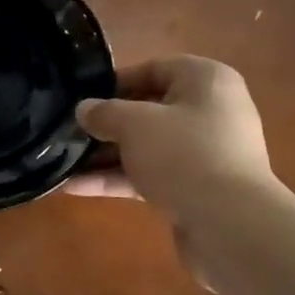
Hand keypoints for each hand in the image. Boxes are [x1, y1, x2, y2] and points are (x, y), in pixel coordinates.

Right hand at [65, 56, 275, 216]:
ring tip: (64, 160)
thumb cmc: (184, 154)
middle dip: (108, 123)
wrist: (230, 226)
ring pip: (147, 147)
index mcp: (206, 81)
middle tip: (69, 130)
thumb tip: (84, 109)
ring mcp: (205, 154)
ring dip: (107, 154)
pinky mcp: (196, 190)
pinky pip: (151, 176)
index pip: (155, 69)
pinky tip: (76, 187)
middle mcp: (211, 112)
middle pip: (149, 110)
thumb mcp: (134, 123)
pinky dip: (118, 179)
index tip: (83, 96)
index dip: (116, 81)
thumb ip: (104, 112)